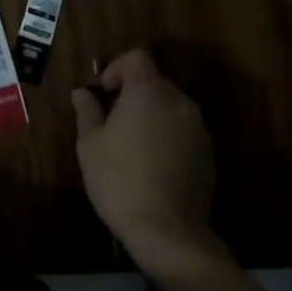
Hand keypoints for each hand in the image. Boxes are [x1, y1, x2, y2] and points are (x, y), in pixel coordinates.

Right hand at [72, 49, 224, 279]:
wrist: (169, 233)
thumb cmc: (120, 180)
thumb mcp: (90, 145)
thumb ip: (87, 111)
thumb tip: (82, 93)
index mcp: (148, 92)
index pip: (137, 57)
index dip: (118, 68)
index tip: (104, 93)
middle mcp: (178, 101)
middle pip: (154, 82)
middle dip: (133, 94)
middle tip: (113, 121)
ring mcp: (198, 128)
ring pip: (170, 107)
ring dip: (152, 115)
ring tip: (133, 146)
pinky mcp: (209, 154)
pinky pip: (184, 131)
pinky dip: (168, 137)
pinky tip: (155, 166)